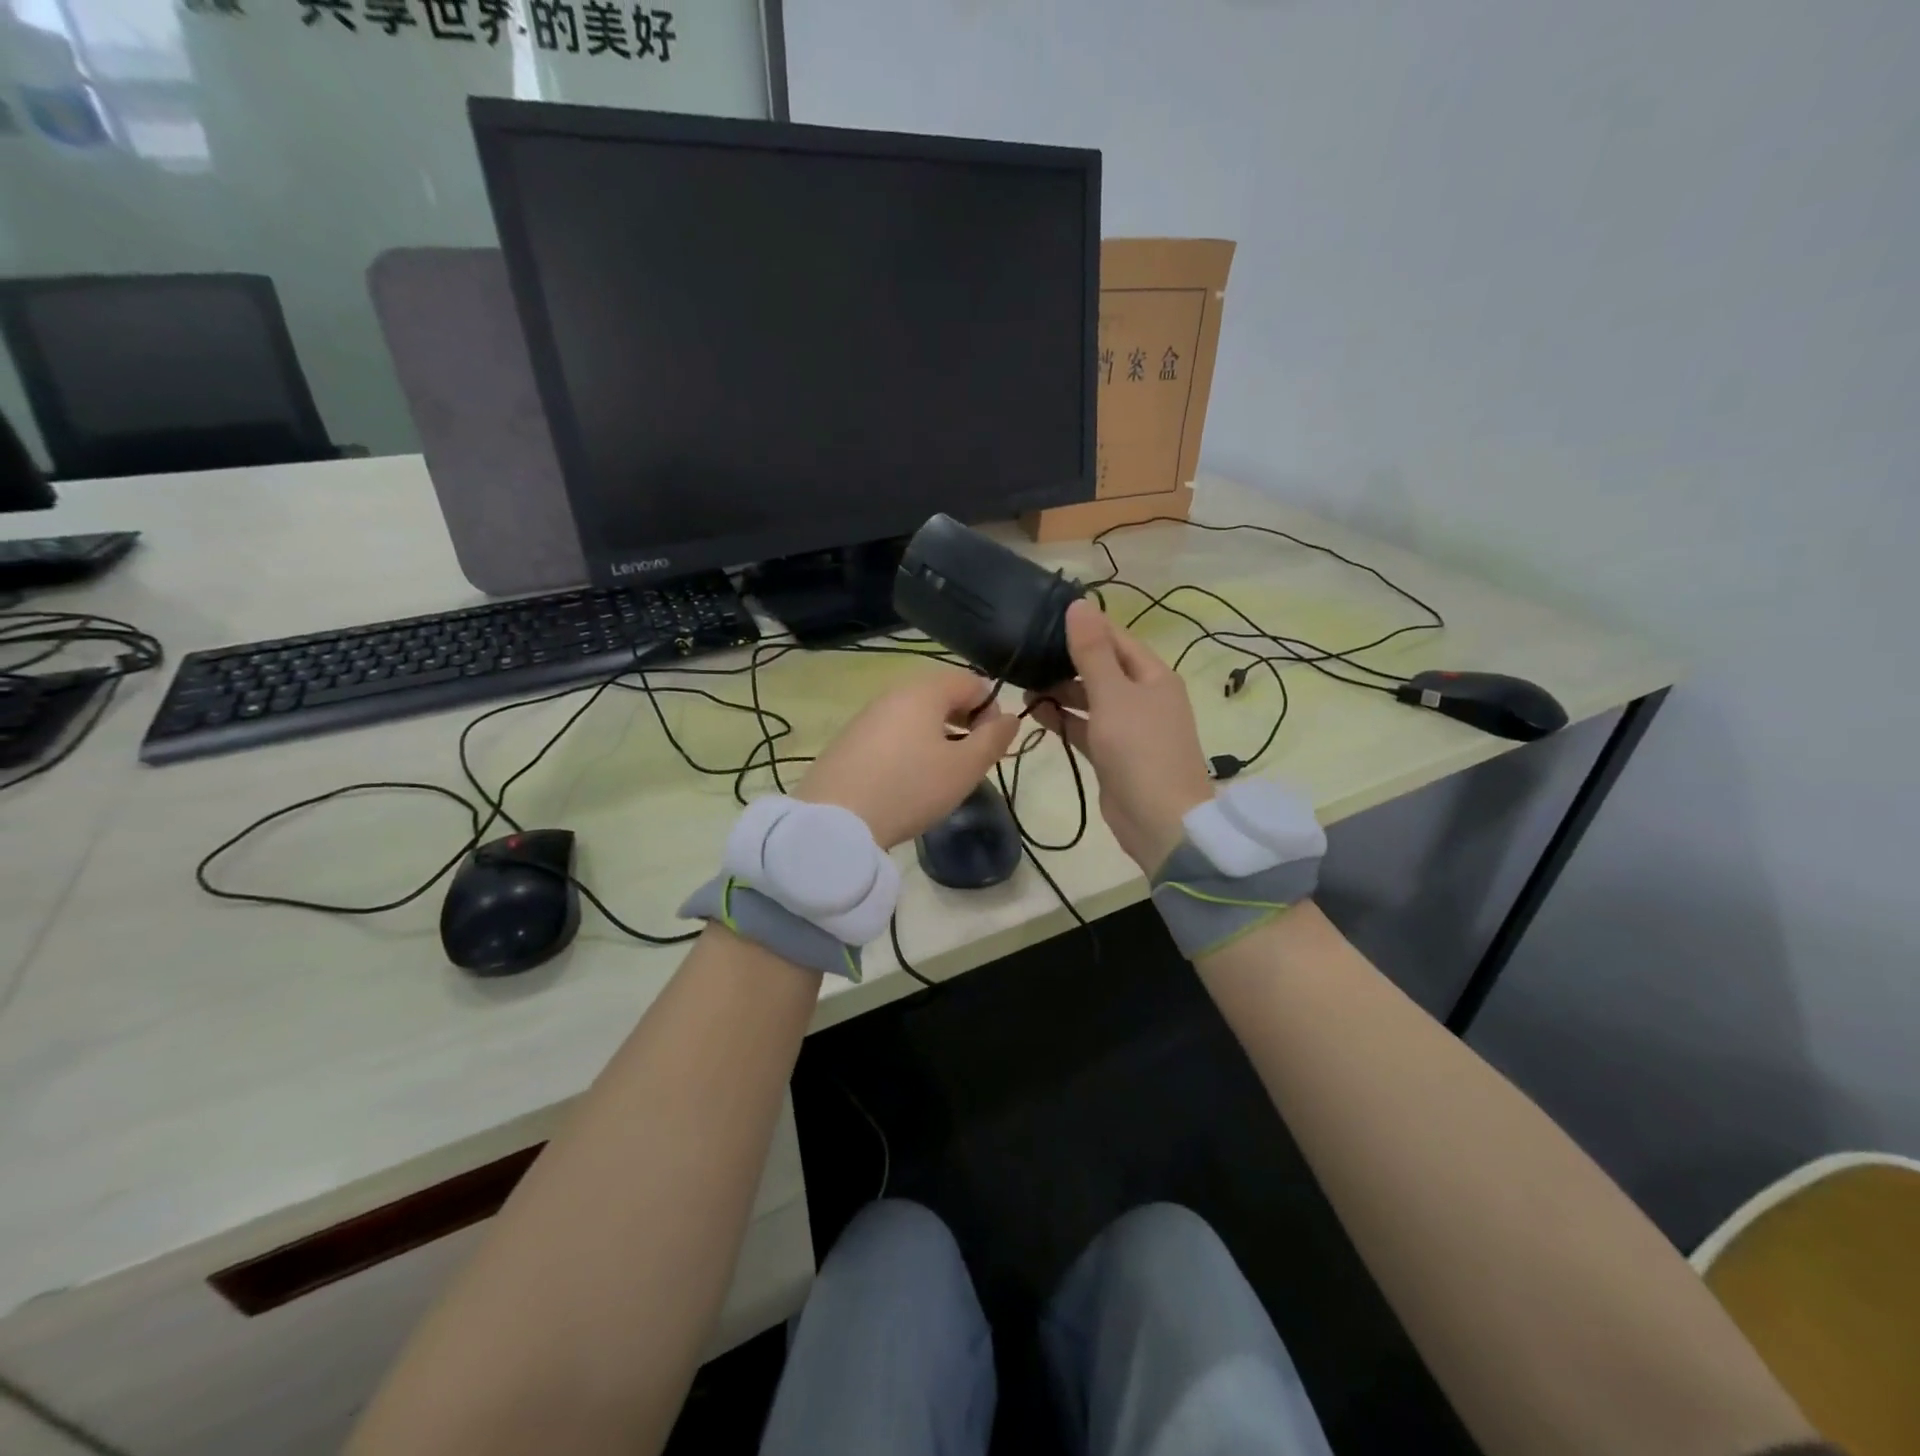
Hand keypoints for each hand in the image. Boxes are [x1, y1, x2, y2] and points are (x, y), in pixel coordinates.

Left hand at [797, 667, 1018, 849]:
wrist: (836, 821)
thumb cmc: (910, 788)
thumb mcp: (964, 768)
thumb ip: (994, 739)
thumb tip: (1010, 717)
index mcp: (924, 691)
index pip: (970, 681)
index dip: (990, 709)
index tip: (990, 745)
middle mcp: (893, 694)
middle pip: (940, 695)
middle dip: (963, 721)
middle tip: (968, 760)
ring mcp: (866, 716)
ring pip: (914, 715)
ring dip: (935, 735)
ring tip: (939, 774)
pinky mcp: (848, 741)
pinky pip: (890, 733)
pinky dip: (908, 747)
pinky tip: (905, 781)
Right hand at [1026, 599, 1212, 872]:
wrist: (1159, 820)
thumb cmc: (1139, 749)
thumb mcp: (1113, 694)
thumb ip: (1092, 652)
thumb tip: (1079, 604)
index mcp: (1153, 676)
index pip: (1116, 639)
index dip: (1085, 627)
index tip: (1044, 618)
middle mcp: (1144, 697)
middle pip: (1103, 668)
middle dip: (1068, 661)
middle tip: (1026, 652)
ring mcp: (1129, 727)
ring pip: (1091, 699)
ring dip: (1062, 691)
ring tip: (1024, 681)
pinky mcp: (1113, 754)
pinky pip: (1086, 727)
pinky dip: (1064, 719)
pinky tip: (1035, 711)